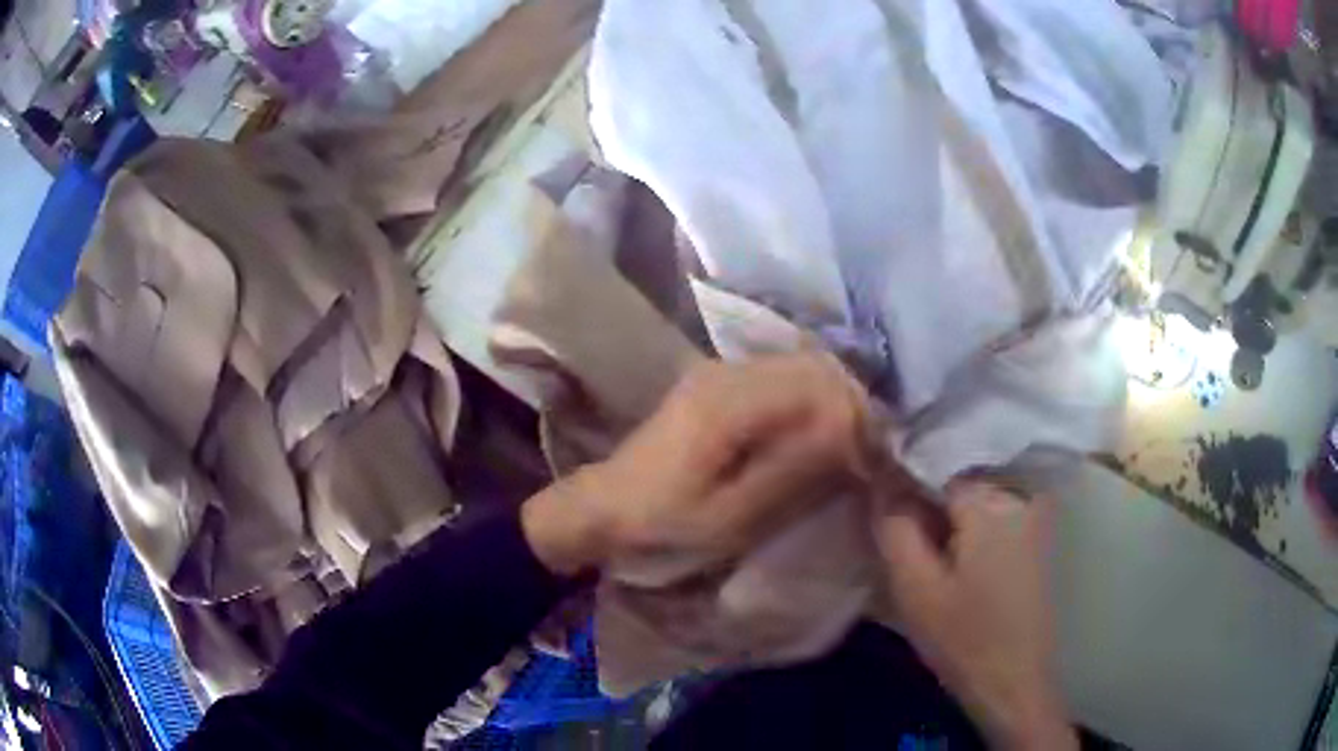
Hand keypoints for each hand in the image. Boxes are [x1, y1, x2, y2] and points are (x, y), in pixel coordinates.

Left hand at [522, 354, 873, 576]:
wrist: (604, 509)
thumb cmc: (663, 523)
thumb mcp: (733, 515)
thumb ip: (795, 471)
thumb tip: (855, 435)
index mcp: (730, 401)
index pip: (821, 385)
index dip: (857, 419)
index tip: (873, 463)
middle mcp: (728, 370)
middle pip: (816, 366)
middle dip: (852, 406)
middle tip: (867, 457)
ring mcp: (721, 371)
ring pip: (803, 368)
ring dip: (833, 403)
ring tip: (847, 450)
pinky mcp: (719, 384)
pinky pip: (783, 378)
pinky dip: (810, 403)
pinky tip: (816, 438)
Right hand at [876, 480, 1075, 750]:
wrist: (1014, 682)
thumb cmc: (963, 638)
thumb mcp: (915, 587)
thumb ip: (895, 526)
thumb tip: (882, 478)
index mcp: (990, 501)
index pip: (934, 463)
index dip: (901, 480)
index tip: (879, 505)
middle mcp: (1017, 495)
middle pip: (957, 477)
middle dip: (925, 497)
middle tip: (899, 534)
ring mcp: (1032, 515)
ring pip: (974, 496)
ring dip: (945, 513)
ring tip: (923, 548)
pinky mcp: (1036, 536)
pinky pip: (992, 513)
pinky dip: (967, 525)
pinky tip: (952, 557)